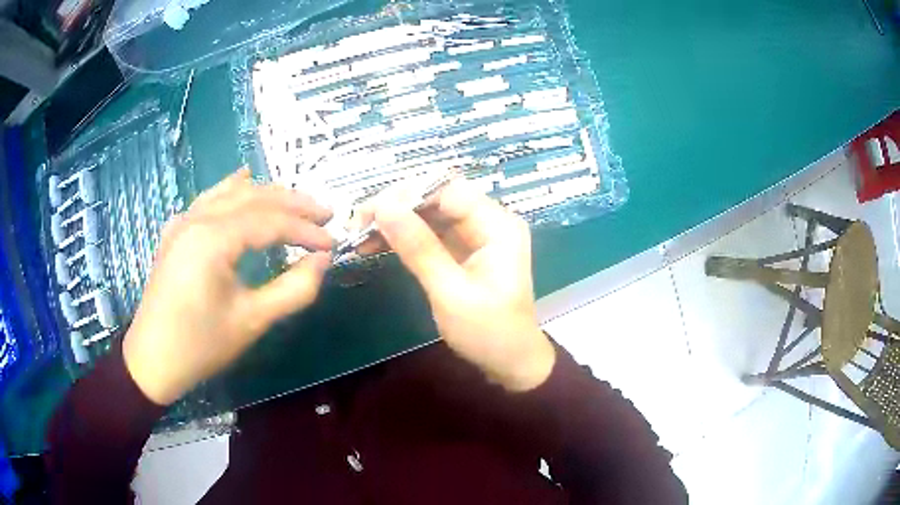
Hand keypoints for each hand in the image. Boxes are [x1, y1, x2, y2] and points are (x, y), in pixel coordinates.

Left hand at [123, 169, 333, 404]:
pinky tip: (242, 181)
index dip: (305, 230)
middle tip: (324, 214)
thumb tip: (323, 261)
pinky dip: (232, 190)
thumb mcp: (252, 321)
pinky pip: (208, 199)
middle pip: (253, 197)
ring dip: (266, 194)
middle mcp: (197, 218)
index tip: (333, 243)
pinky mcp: (176, 231)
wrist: (152, 360)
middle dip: (292, 203)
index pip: (270, 221)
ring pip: (230, 192)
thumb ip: (294, 289)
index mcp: (213, 238)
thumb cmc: (200, 345)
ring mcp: (183, 221)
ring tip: (295, 202)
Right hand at [358, 178, 554, 390]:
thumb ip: (418, 247)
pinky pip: (430, 234)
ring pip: (430, 215)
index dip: (408, 194)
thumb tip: (383, 206)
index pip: (449, 190)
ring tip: (360, 235)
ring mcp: (476, 236)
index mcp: (498, 226)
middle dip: (397, 207)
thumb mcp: (450, 292)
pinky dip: (404, 239)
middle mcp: (489, 222)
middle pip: (437, 199)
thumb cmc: (488, 332)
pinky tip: (376, 245)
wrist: (511, 364)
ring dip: (396, 222)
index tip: (371, 211)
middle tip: (358, 224)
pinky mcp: (464, 252)